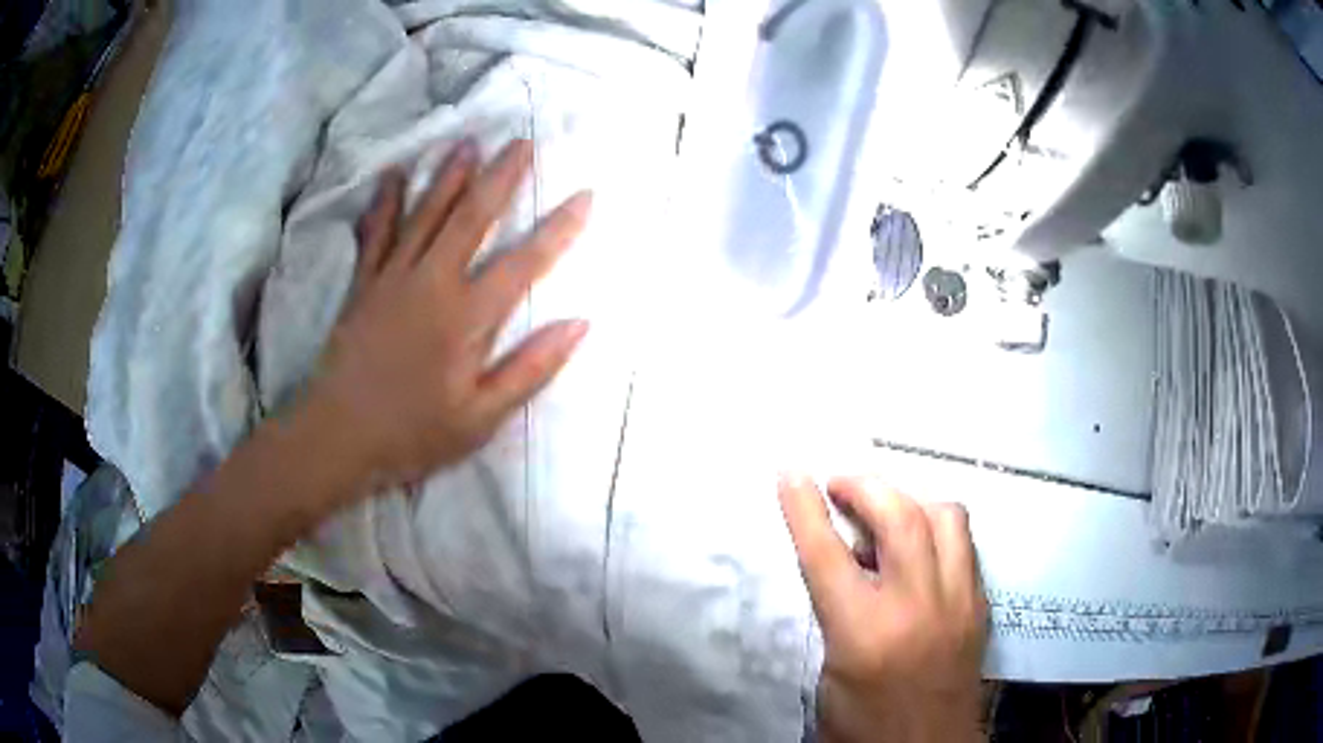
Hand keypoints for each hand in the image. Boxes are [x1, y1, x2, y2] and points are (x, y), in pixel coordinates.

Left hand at [310, 138, 591, 491]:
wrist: (337, 436)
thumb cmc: (413, 433)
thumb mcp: (480, 418)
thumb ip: (530, 369)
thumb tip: (580, 325)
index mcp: (466, 318)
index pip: (524, 263)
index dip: (559, 229)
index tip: (586, 195)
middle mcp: (431, 283)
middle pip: (471, 217)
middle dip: (501, 177)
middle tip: (522, 141)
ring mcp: (392, 278)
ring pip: (426, 214)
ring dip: (449, 175)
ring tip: (468, 142)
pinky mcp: (363, 285)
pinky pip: (376, 234)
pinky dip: (385, 202)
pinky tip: (393, 175)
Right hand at [778, 476, 988, 742]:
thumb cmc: (864, 723)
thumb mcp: (830, 672)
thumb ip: (835, 612)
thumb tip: (840, 563)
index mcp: (864, 632)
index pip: (828, 554)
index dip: (804, 508)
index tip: (790, 471)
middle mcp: (917, 606)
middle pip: (899, 516)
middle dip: (865, 486)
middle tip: (841, 486)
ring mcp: (959, 601)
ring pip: (946, 516)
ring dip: (911, 502)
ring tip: (887, 516)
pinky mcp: (981, 604)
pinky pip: (964, 544)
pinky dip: (937, 531)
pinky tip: (920, 550)